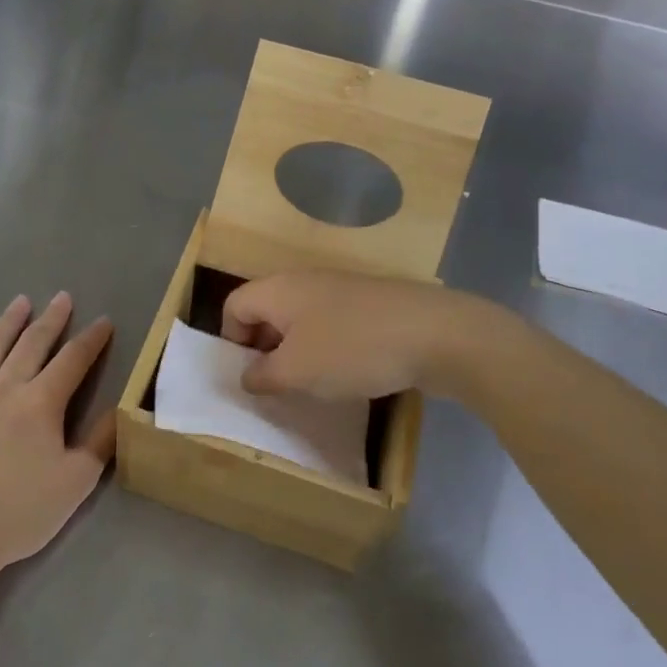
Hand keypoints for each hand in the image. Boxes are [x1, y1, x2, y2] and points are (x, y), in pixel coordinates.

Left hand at [0, 293, 114, 573]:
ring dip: (9, 322)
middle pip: (32, 344)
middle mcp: (5, 388)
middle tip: (62, 297)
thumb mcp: (76, 483)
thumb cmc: (20, 513)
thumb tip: (120, 408)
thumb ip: (101, 442)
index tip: (103, 322)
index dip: (92, 339)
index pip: (73, 360)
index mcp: (41, 403)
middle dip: (51, 319)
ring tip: (21, 302)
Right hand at [222, 271, 486, 399]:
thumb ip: (262, 376)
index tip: (248, 375)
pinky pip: (333, 325)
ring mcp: (342, 290)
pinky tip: (347, 375)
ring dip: (297, 352)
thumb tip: (249, 376)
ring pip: (301, 320)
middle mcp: (305, 281)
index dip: (231, 340)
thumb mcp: (296, 371)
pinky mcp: (371, 305)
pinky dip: (329, 349)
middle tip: (275, 385)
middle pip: (267, 311)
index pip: (233, 305)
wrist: (436, 334)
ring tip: (311, 386)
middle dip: (263, 349)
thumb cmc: (352, 349)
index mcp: (278, 289)